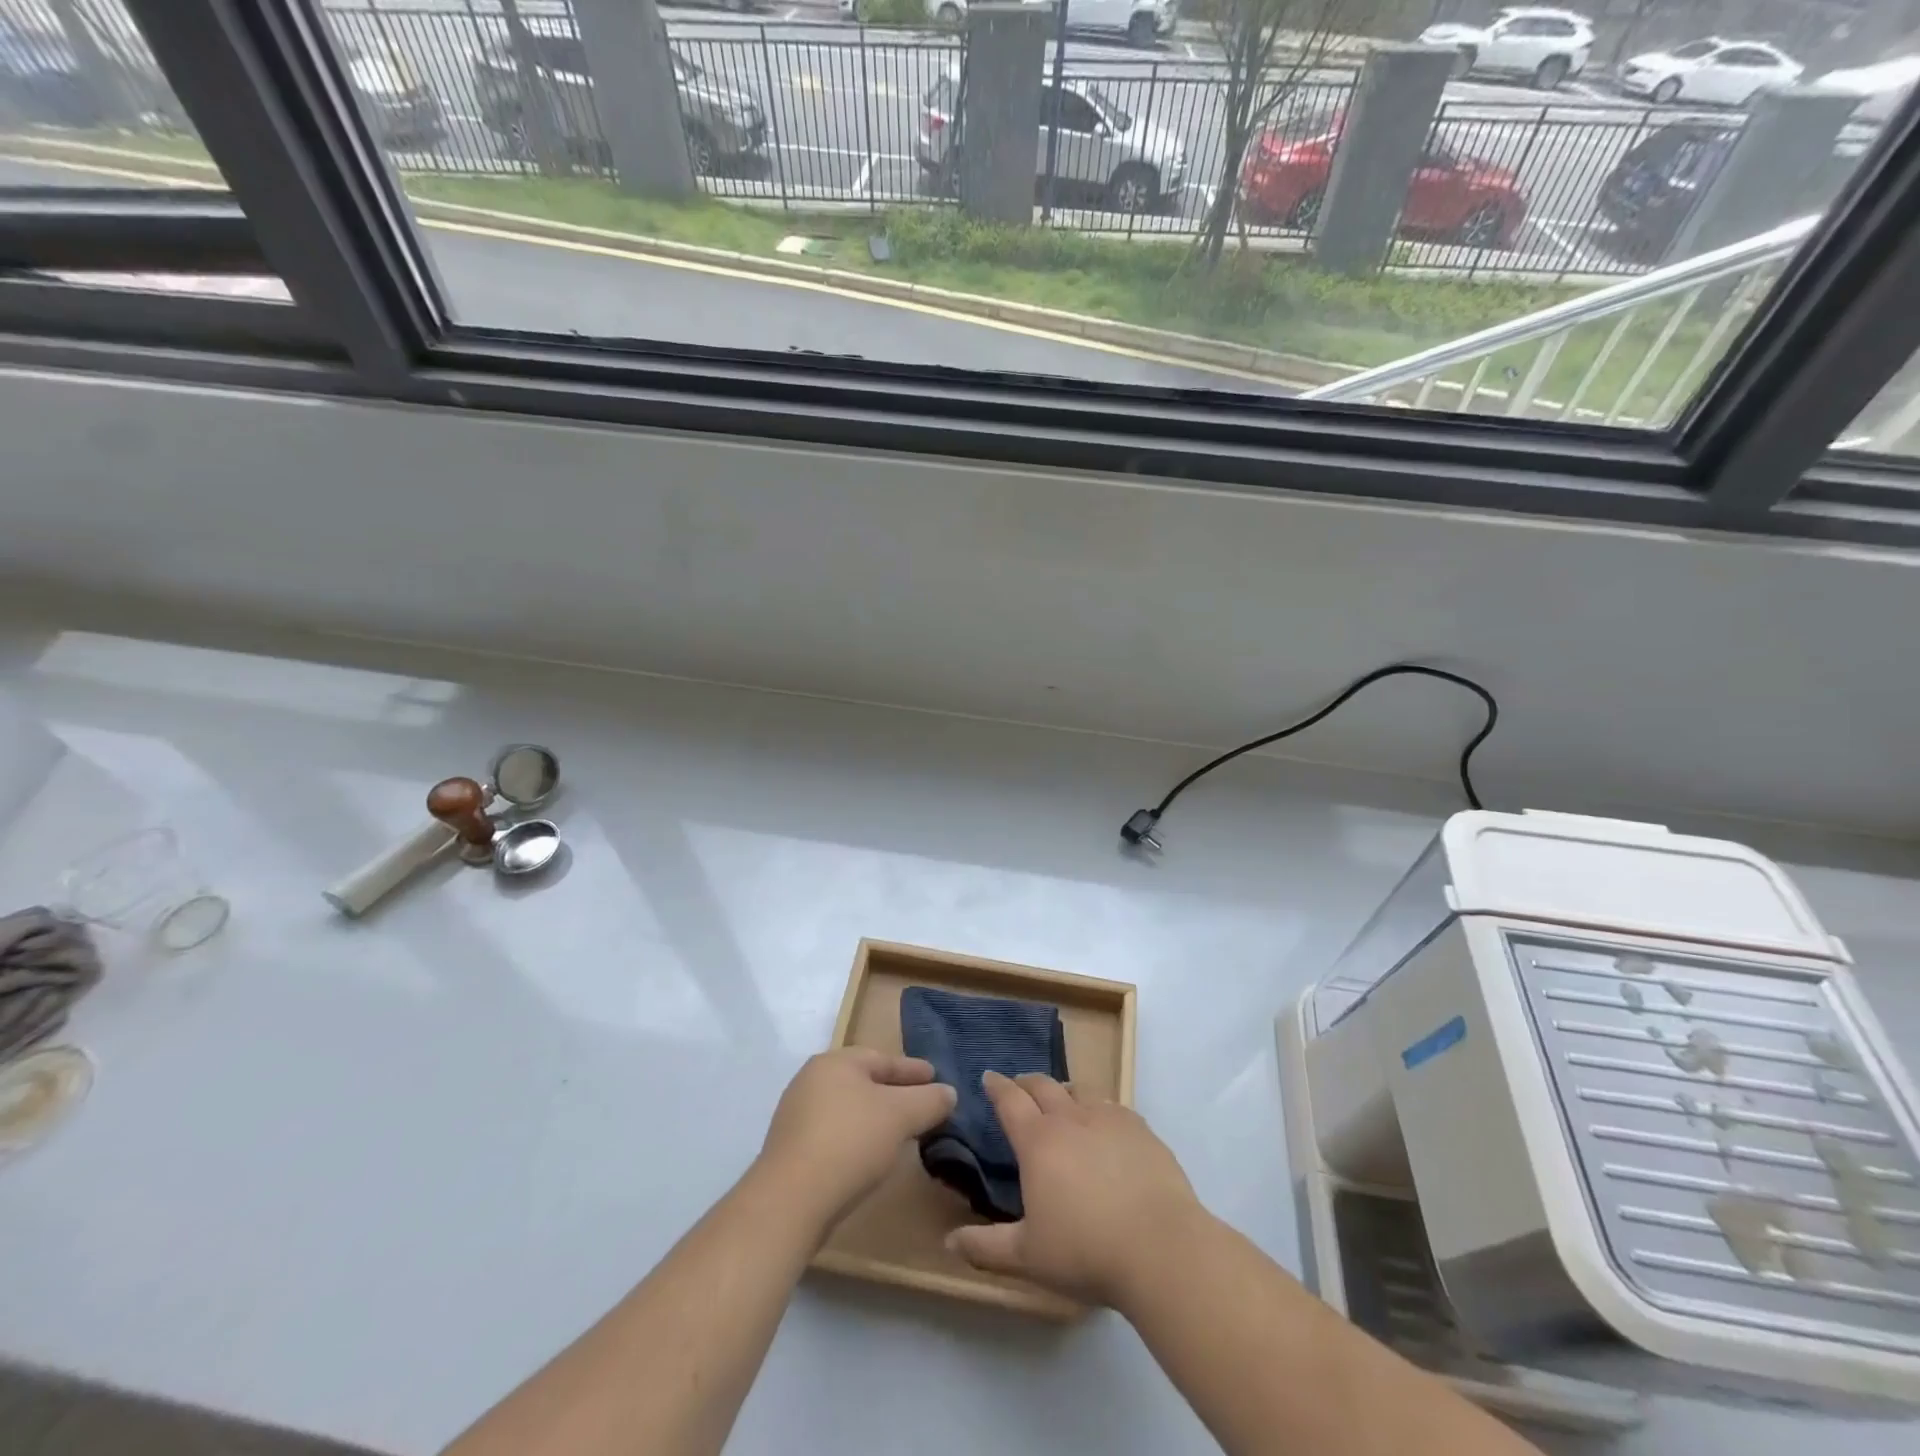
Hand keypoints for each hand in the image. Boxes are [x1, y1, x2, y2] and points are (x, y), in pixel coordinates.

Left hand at [756, 1048, 956, 1234]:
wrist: (790, 1201)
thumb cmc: (850, 1142)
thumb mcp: (900, 1116)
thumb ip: (929, 1100)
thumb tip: (948, 1092)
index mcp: (836, 1062)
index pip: (883, 1059)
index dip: (914, 1070)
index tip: (937, 1079)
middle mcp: (812, 1080)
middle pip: (864, 1081)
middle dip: (895, 1093)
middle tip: (923, 1105)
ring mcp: (797, 1115)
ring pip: (849, 1108)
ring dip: (876, 1118)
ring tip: (902, 1133)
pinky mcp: (791, 1149)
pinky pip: (835, 1133)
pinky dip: (857, 1138)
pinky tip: (870, 1156)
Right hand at [945, 1071, 1203, 1309]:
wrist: (1161, 1247)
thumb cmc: (1086, 1251)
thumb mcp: (1028, 1256)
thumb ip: (986, 1247)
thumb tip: (948, 1242)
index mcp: (1038, 1141)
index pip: (1010, 1101)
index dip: (997, 1086)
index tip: (988, 1077)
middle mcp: (1070, 1118)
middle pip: (1043, 1086)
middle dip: (1026, 1083)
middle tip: (1019, 1086)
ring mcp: (1109, 1119)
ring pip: (1079, 1090)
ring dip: (1063, 1091)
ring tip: (1060, 1102)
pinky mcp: (1140, 1129)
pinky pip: (1112, 1105)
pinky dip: (1098, 1107)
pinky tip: (1104, 1123)